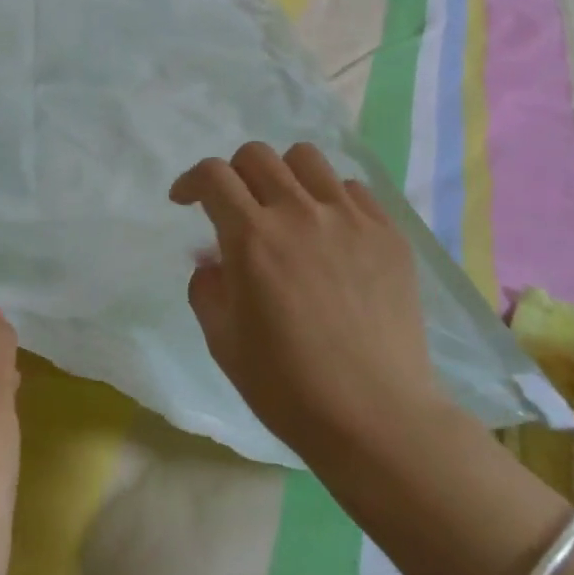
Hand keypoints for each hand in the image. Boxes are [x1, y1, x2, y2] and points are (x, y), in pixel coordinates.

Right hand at [170, 143, 440, 460]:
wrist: (376, 418)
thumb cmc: (288, 387)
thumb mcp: (223, 341)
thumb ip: (207, 287)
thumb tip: (214, 260)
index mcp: (252, 238)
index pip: (213, 176)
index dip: (191, 181)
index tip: (185, 200)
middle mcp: (299, 213)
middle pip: (257, 156)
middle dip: (233, 174)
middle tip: (235, 208)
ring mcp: (350, 219)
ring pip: (306, 159)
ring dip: (283, 176)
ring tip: (285, 210)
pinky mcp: (388, 233)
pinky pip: (352, 189)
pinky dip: (329, 199)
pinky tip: (330, 234)